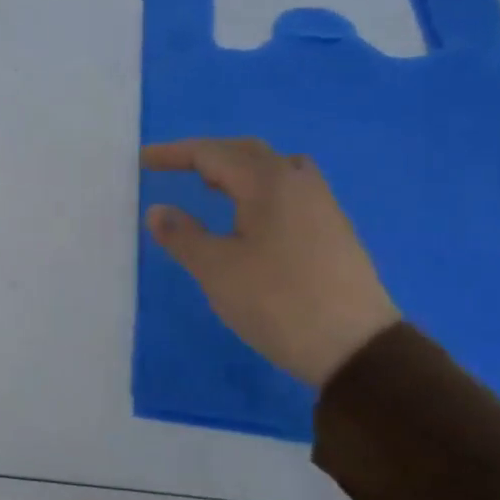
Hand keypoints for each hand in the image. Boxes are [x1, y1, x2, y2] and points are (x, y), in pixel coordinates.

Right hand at [142, 137, 399, 386]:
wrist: (355, 347)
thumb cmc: (276, 301)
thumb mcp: (216, 269)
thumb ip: (182, 235)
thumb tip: (158, 210)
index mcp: (269, 183)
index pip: (213, 153)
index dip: (174, 154)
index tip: (143, 160)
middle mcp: (299, 183)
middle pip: (247, 152)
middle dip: (206, 154)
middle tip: (173, 167)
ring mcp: (322, 206)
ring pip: (274, 168)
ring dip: (237, 169)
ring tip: (211, 185)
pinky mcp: (331, 230)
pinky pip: (288, 190)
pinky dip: (258, 188)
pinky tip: (248, 216)